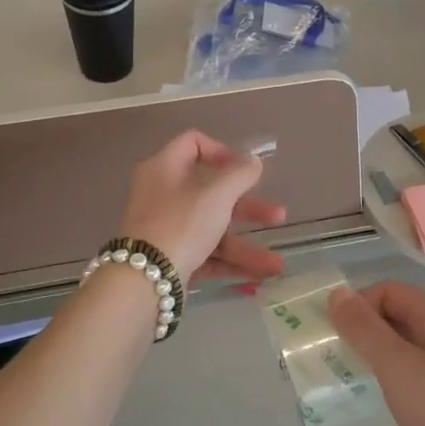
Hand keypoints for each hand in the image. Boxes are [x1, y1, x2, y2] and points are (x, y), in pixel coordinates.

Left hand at [119, 131, 285, 285]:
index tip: (245, 170)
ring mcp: (167, 229)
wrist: (146, 280)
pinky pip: (207, 255)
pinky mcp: (172, 258)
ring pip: (213, 230)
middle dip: (249, 208)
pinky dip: (232, 263)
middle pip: (212, 194)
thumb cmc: (182, 223)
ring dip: (247, 246)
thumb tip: (253, 160)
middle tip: (278, 216)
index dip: (222, 151)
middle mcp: (163, 195)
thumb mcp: (216, 194)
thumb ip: (240, 174)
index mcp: (166, 168)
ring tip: (276, 265)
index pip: (193, 144)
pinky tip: (262, 276)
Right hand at [326, 281, 424, 425]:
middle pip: (396, 315)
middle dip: (362, 330)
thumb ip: (364, 329)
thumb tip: (337, 293)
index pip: (389, 291)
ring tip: (348, 378)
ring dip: (372, 356)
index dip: (359, 305)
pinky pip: (411, 373)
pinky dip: (389, 379)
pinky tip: (377, 399)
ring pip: (402, 347)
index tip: (334, 335)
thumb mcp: (397, 366)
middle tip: (333, 356)